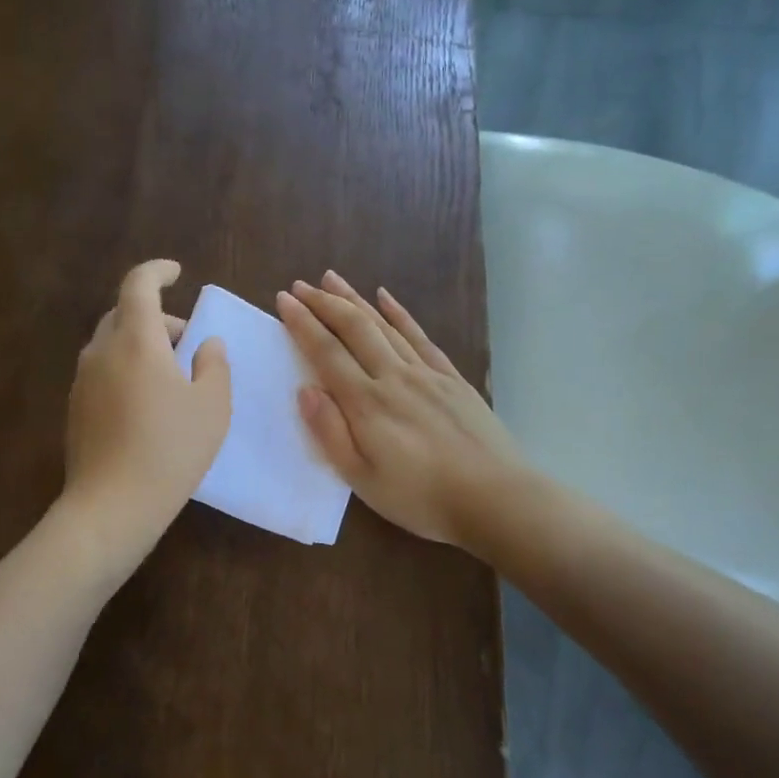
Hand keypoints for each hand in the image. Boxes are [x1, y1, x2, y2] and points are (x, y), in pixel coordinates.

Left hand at [63, 259, 230, 555]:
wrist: (112, 504)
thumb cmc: (171, 449)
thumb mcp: (212, 406)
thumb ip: (214, 364)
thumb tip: (206, 343)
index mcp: (136, 340)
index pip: (138, 284)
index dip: (158, 271)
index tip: (176, 273)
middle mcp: (101, 351)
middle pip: (123, 314)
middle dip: (156, 318)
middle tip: (187, 342)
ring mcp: (82, 381)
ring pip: (111, 345)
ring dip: (140, 346)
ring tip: (170, 377)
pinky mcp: (75, 409)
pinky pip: (102, 372)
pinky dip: (125, 370)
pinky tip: (146, 405)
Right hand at [276, 272, 525, 548]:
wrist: (495, 498)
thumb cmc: (421, 498)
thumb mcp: (363, 479)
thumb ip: (331, 433)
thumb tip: (305, 389)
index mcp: (367, 404)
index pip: (326, 353)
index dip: (303, 324)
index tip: (283, 300)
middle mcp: (394, 377)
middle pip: (354, 329)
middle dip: (324, 303)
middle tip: (300, 285)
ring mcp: (426, 373)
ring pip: (384, 325)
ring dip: (355, 300)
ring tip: (332, 279)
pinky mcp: (452, 378)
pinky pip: (420, 336)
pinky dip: (400, 314)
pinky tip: (386, 298)